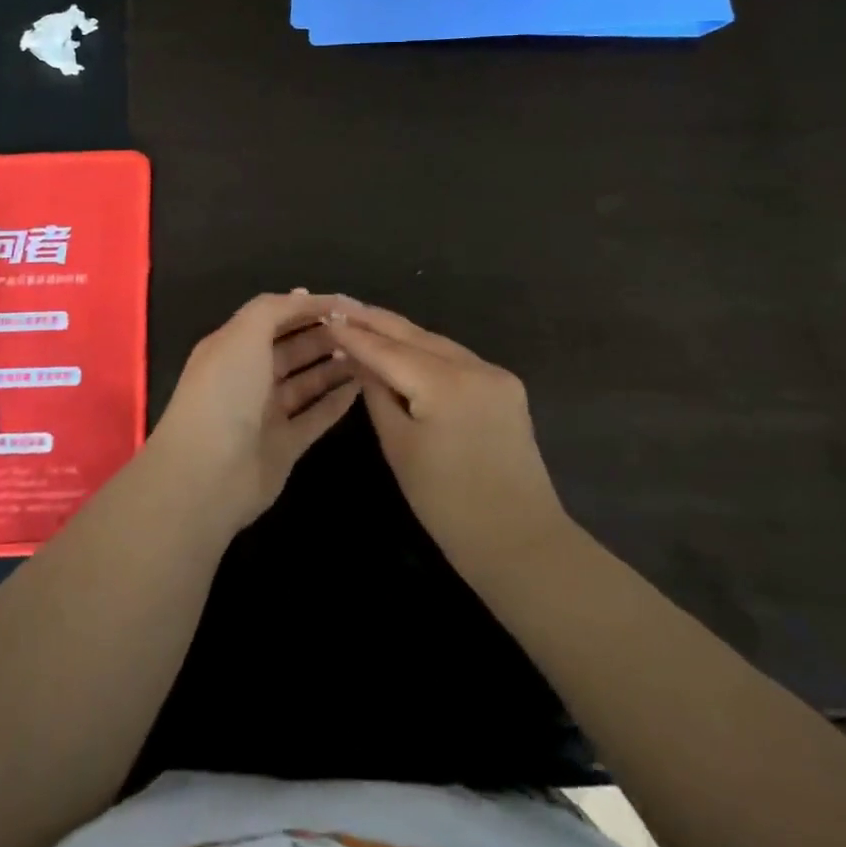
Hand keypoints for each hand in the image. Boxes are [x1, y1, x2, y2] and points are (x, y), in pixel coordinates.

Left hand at [145, 291, 360, 532]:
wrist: (209, 473)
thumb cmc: (225, 392)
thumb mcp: (244, 334)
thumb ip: (275, 309)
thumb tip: (304, 295)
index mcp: (232, 347)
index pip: (273, 318)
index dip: (306, 308)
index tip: (344, 304)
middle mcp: (248, 377)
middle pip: (292, 349)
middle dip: (324, 335)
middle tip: (362, 329)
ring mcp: (266, 413)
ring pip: (306, 382)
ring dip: (334, 366)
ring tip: (368, 353)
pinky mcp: (285, 445)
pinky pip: (315, 416)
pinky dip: (336, 402)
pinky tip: (361, 387)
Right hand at [329, 302, 568, 587]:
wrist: (520, 542)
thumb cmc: (447, 504)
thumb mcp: (399, 447)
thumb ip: (376, 394)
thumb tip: (357, 358)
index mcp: (445, 383)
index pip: (388, 350)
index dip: (354, 334)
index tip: (325, 316)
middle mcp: (474, 366)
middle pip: (414, 335)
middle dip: (375, 320)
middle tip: (339, 303)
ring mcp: (495, 374)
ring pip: (436, 342)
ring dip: (400, 333)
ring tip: (363, 320)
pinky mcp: (505, 387)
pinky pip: (455, 358)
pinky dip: (425, 351)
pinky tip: (403, 347)